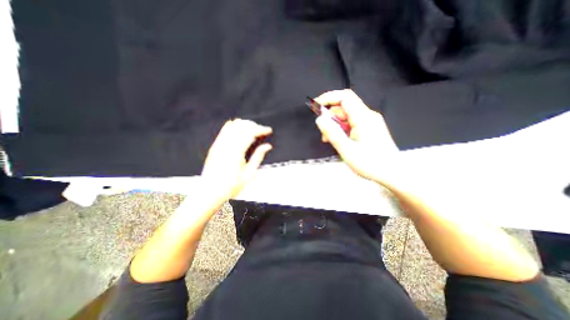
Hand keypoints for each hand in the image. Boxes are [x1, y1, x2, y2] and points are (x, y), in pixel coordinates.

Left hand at [201, 119, 272, 202]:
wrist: (210, 192)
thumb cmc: (231, 186)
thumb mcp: (249, 174)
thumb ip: (258, 157)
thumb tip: (267, 146)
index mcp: (236, 153)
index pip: (250, 133)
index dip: (261, 129)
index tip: (269, 130)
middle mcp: (226, 145)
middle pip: (242, 126)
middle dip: (254, 126)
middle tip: (262, 131)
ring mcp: (219, 144)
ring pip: (234, 126)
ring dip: (245, 125)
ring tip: (253, 130)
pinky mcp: (215, 146)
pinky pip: (225, 130)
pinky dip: (234, 126)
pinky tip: (241, 128)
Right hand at [313, 88, 396, 182]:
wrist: (393, 173)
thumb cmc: (371, 163)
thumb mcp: (347, 150)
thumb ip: (332, 134)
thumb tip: (319, 119)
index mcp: (363, 118)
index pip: (344, 97)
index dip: (328, 98)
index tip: (315, 106)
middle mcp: (368, 115)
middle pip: (344, 107)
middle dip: (331, 117)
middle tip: (325, 135)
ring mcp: (370, 121)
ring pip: (347, 116)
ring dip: (336, 125)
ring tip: (332, 141)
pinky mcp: (370, 127)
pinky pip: (352, 122)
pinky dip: (343, 129)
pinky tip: (341, 140)